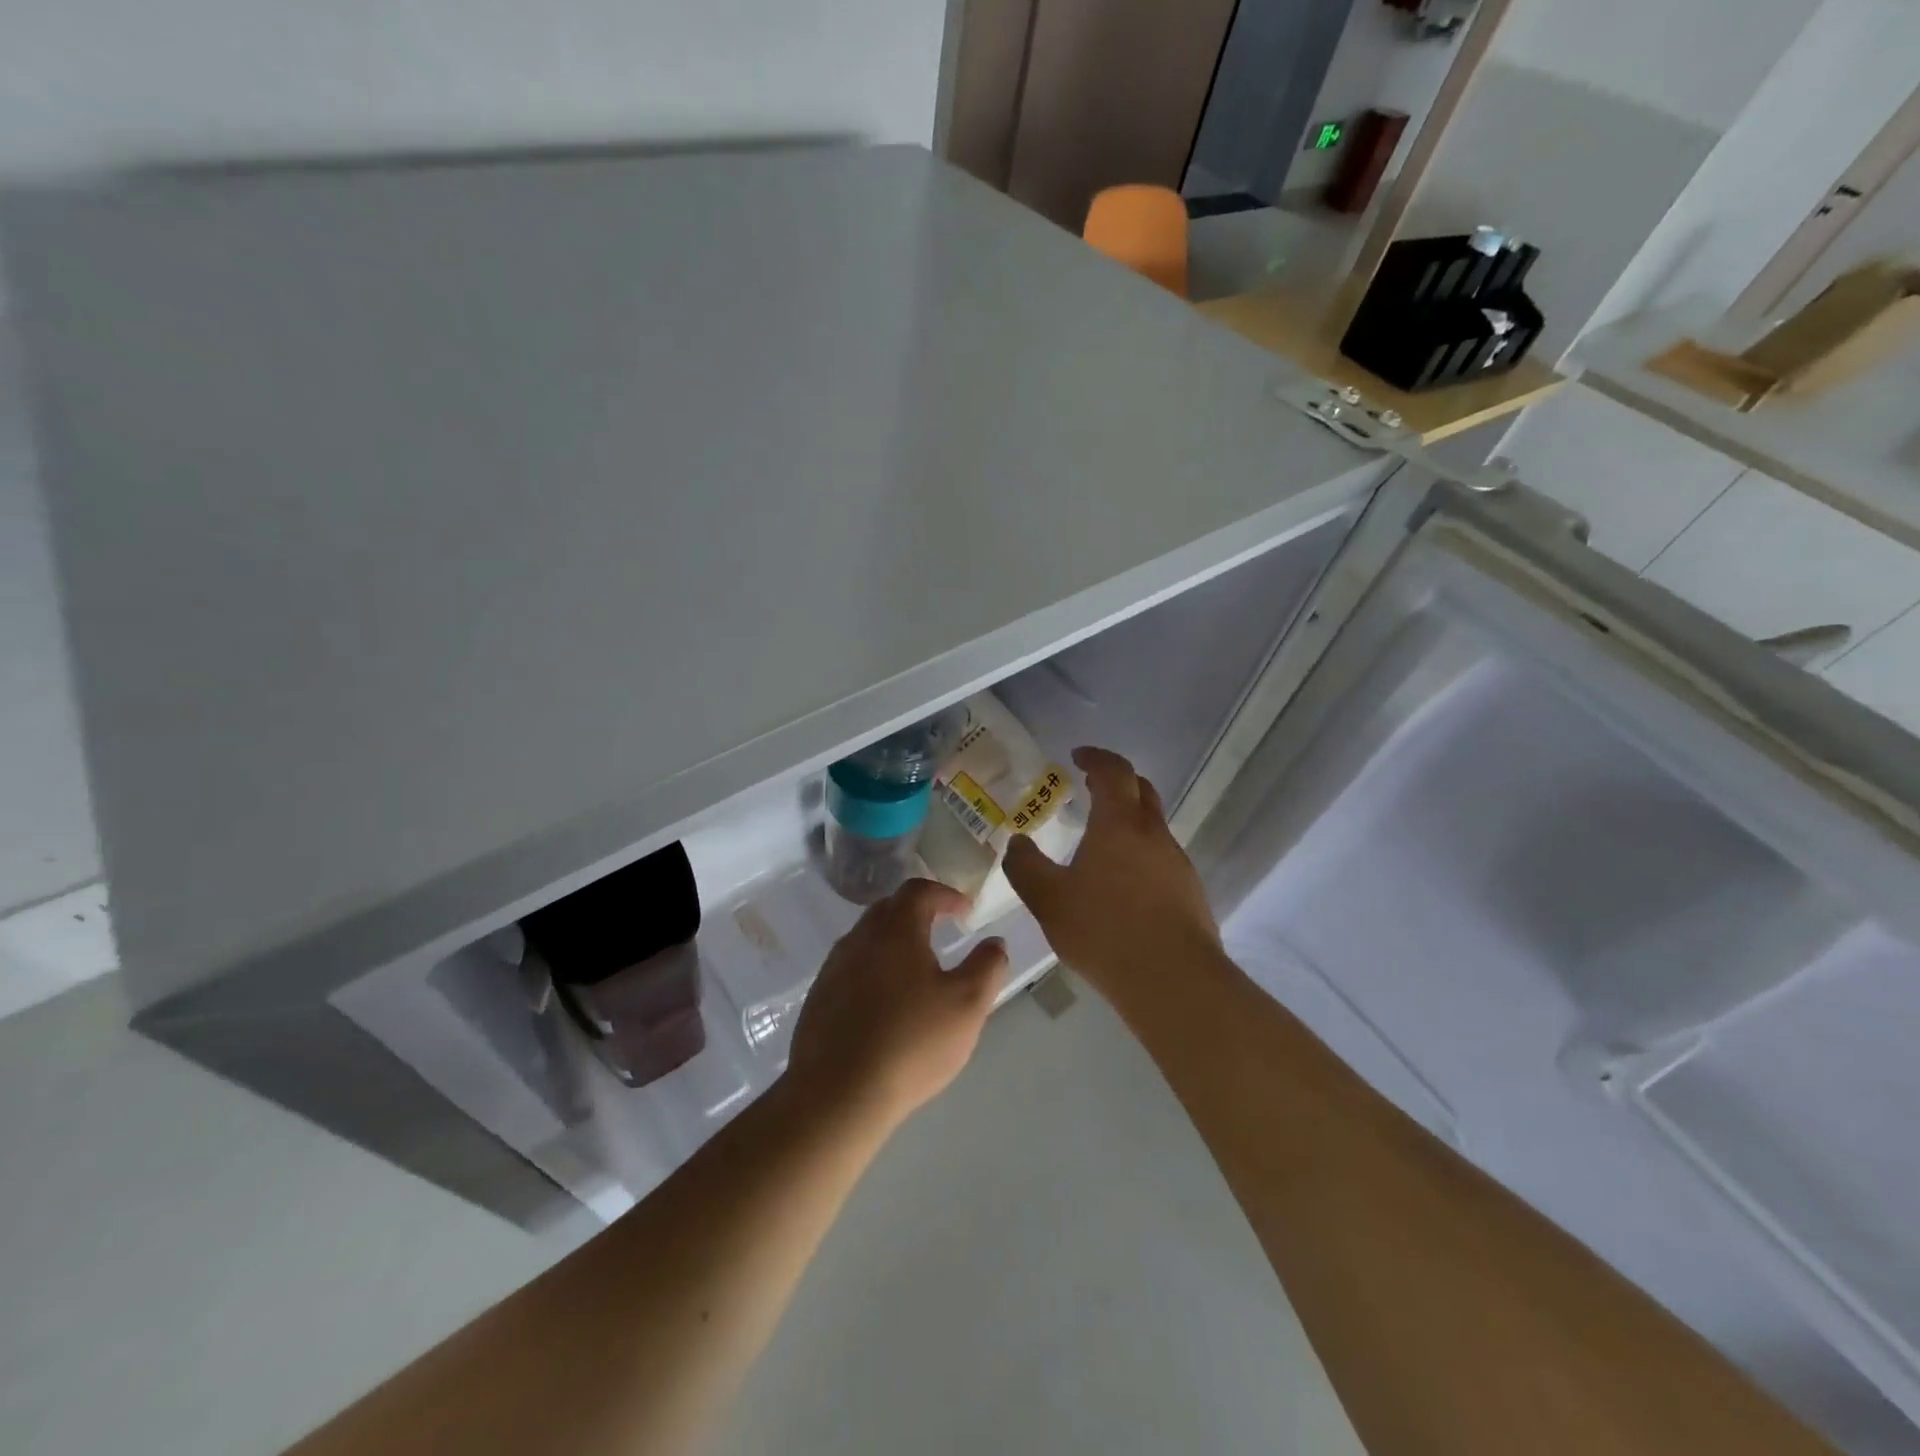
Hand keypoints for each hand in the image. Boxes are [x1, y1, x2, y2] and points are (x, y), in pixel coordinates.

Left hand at [784, 879, 1007, 1131]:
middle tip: (941, 929)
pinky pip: (850, 968)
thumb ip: (987, 967)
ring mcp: (833, 968)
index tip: (965, 911)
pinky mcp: (819, 998)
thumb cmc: (911, 1042)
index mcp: (896, 930)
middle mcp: (859, 939)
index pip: (919, 891)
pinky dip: (873, 969)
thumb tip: (994, 943)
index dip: (946, 894)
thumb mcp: (968, 1006)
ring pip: (866, 938)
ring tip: (916, 968)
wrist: (837, 1094)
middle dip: (918, 912)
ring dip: (893, 941)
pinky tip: (885, 1002)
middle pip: (889, 909)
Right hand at [1002, 746, 1218, 997]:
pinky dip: (1139, 853)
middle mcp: (1153, 834)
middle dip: (1116, 782)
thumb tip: (1017, 842)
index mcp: (1119, 824)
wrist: (1173, 980)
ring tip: (1099, 844)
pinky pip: (1161, 857)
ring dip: (1128, 821)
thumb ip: (1026, 867)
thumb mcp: (1049, 900)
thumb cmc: (1104, 931)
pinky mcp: (1189, 890)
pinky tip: (1121, 885)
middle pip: (1140, 790)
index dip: (1095, 757)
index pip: (1113, 771)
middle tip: (1090, 788)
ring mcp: (1177, 862)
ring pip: (1152, 826)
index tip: (1077, 756)